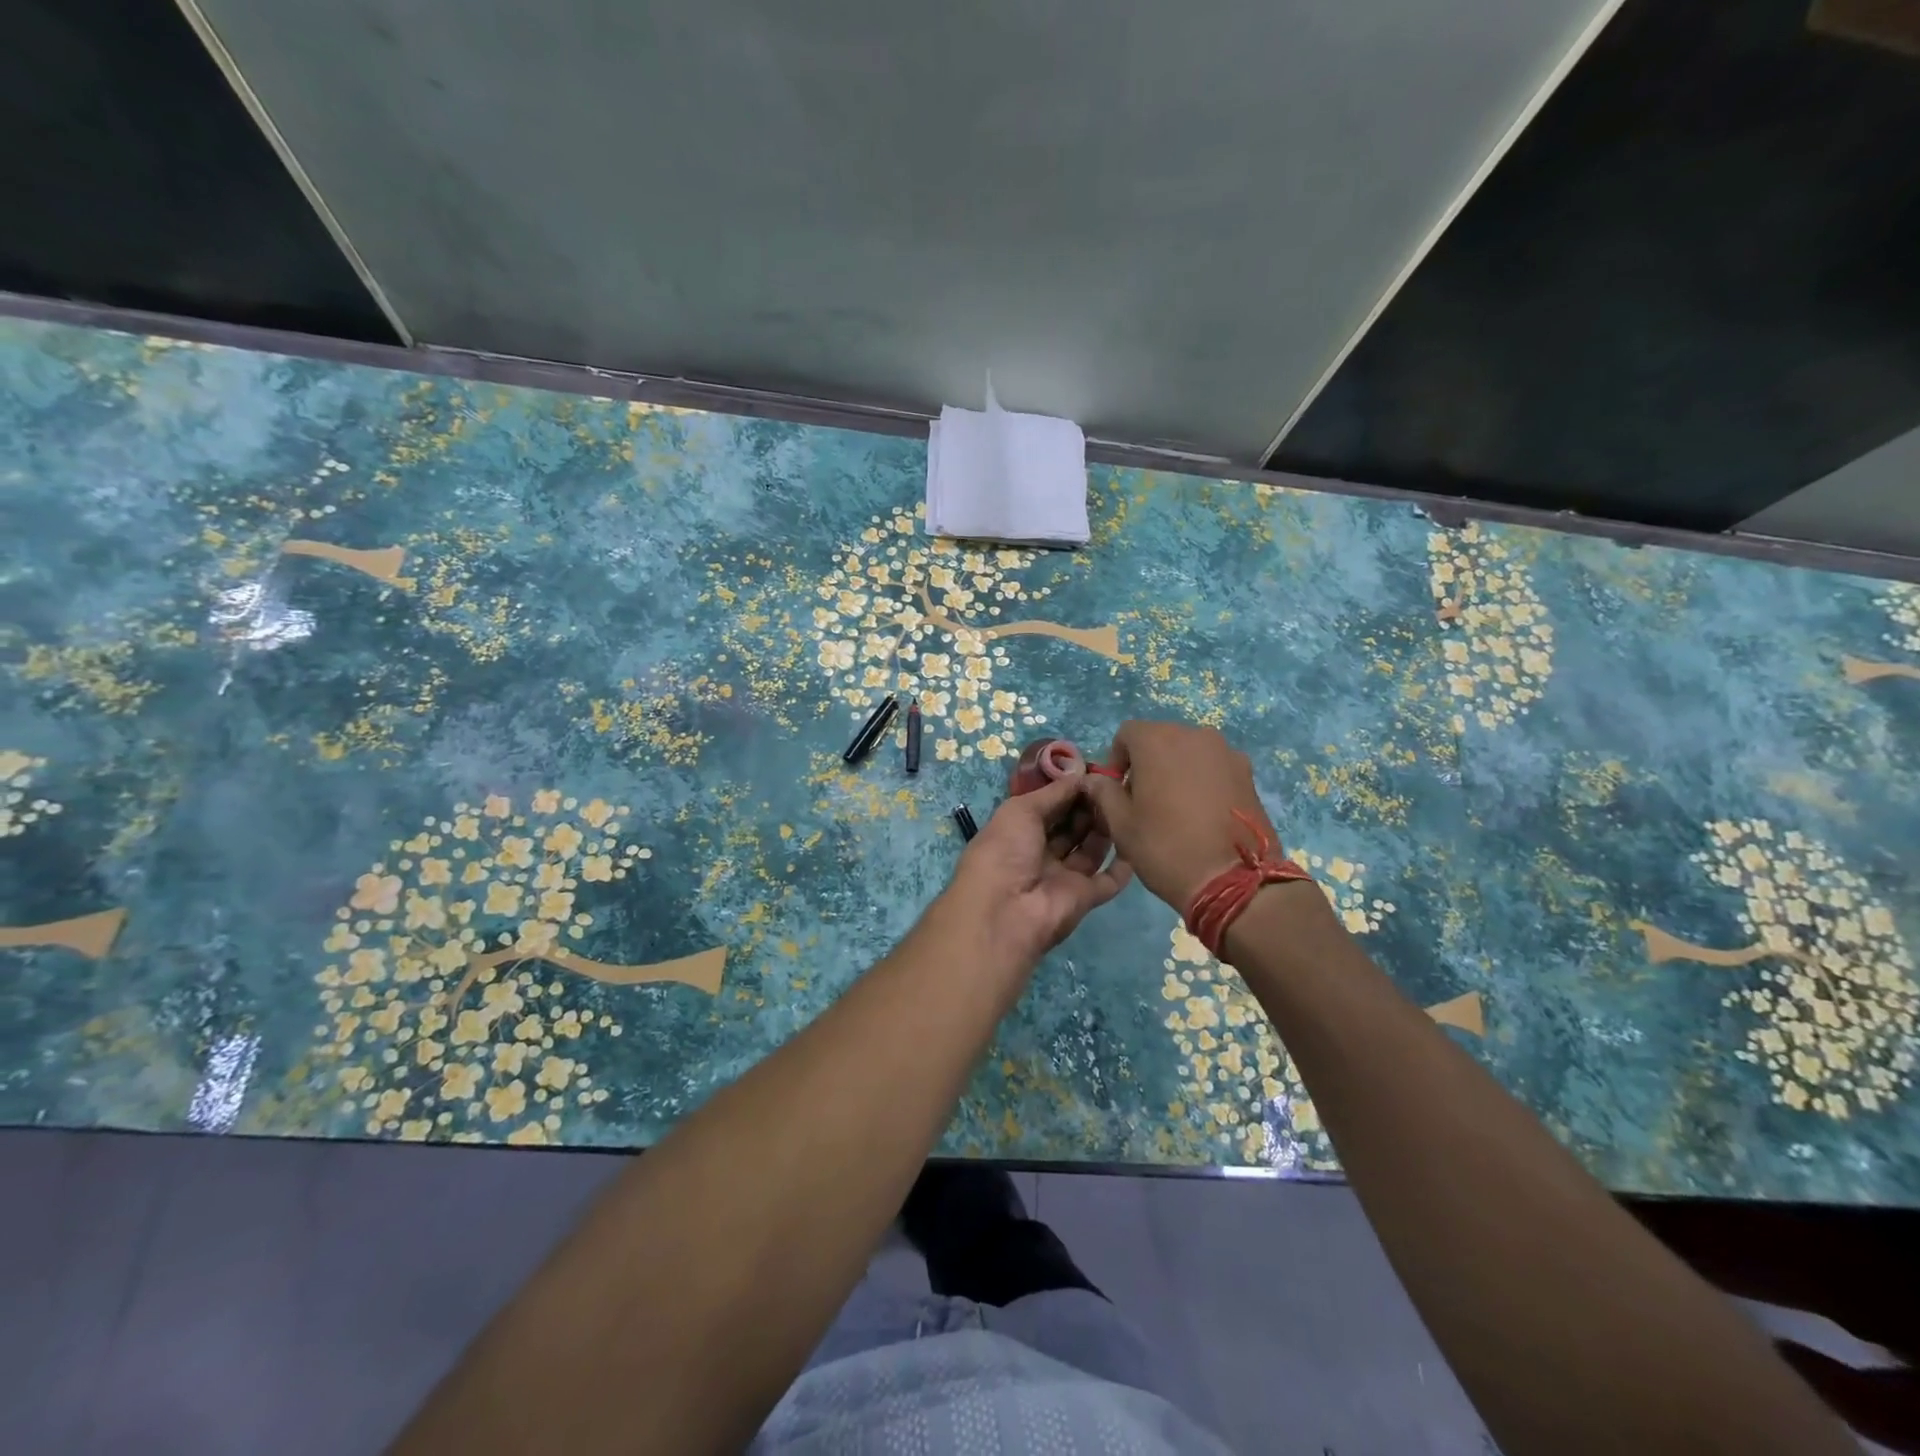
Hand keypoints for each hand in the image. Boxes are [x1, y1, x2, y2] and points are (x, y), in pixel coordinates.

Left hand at [944, 775, 1132, 966]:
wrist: (1007, 912)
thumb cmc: (1005, 851)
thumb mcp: (1020, 810)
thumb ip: (1052, 793)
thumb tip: (1079, 774)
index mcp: (1018, 833)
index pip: (1048, 808)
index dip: (1068, 791)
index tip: (1093, 773)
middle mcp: (1040, 854)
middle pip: (1071, 828)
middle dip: (1089, 807)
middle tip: (1113, 785)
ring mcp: (1063, 878)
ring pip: (1090, 850)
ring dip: (1105, 829)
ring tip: (1125, 802)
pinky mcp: (1085, 898)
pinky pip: (1108, 881)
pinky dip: (1123, 866)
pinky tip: (1138, 840)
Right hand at [1079, 720, 1283, 912]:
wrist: (1232, 880)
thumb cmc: (1165, 847)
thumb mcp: (1121, 824)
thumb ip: (1103, 793)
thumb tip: (1096, 780)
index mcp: (1157, 741)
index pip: (1127, 734)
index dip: (1117, 760)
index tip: (1118, 791)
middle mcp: (1194, 735)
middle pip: (1161, 739)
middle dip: (1147, 763)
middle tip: (1144, 801)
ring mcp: (1226, 753)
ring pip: (1190, 753)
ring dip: (1177, 771)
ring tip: (1176, 809)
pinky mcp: (1248, 774)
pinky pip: (1214, 768)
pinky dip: (1203, 781)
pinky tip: (1202, 815)